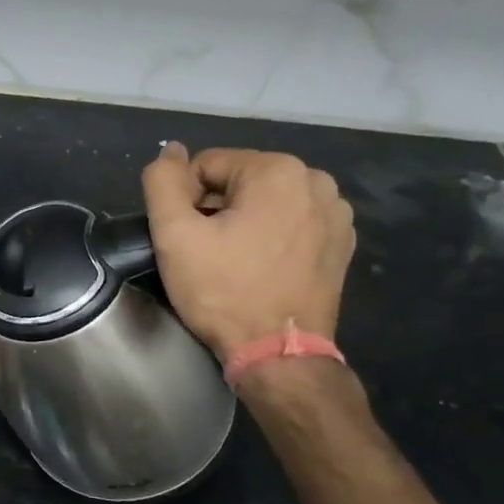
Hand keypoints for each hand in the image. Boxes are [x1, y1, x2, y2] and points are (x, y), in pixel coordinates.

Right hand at [141, 143, 355, 363]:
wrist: (279, 354)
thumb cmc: (223, 291)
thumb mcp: (174, 235)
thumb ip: (163, 182)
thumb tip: (170, 150)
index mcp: (277, 170)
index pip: (207, 165)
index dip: (184, 199)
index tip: (185, 238)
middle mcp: (316, 180)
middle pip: (239, 180)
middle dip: (216, 208)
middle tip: (206, 252)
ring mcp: (336, 213)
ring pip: (266, 201)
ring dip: (244, 221)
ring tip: (233, 261)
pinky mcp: (341, 242)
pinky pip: (292, 222)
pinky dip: (271, 236)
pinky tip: (261, 267)